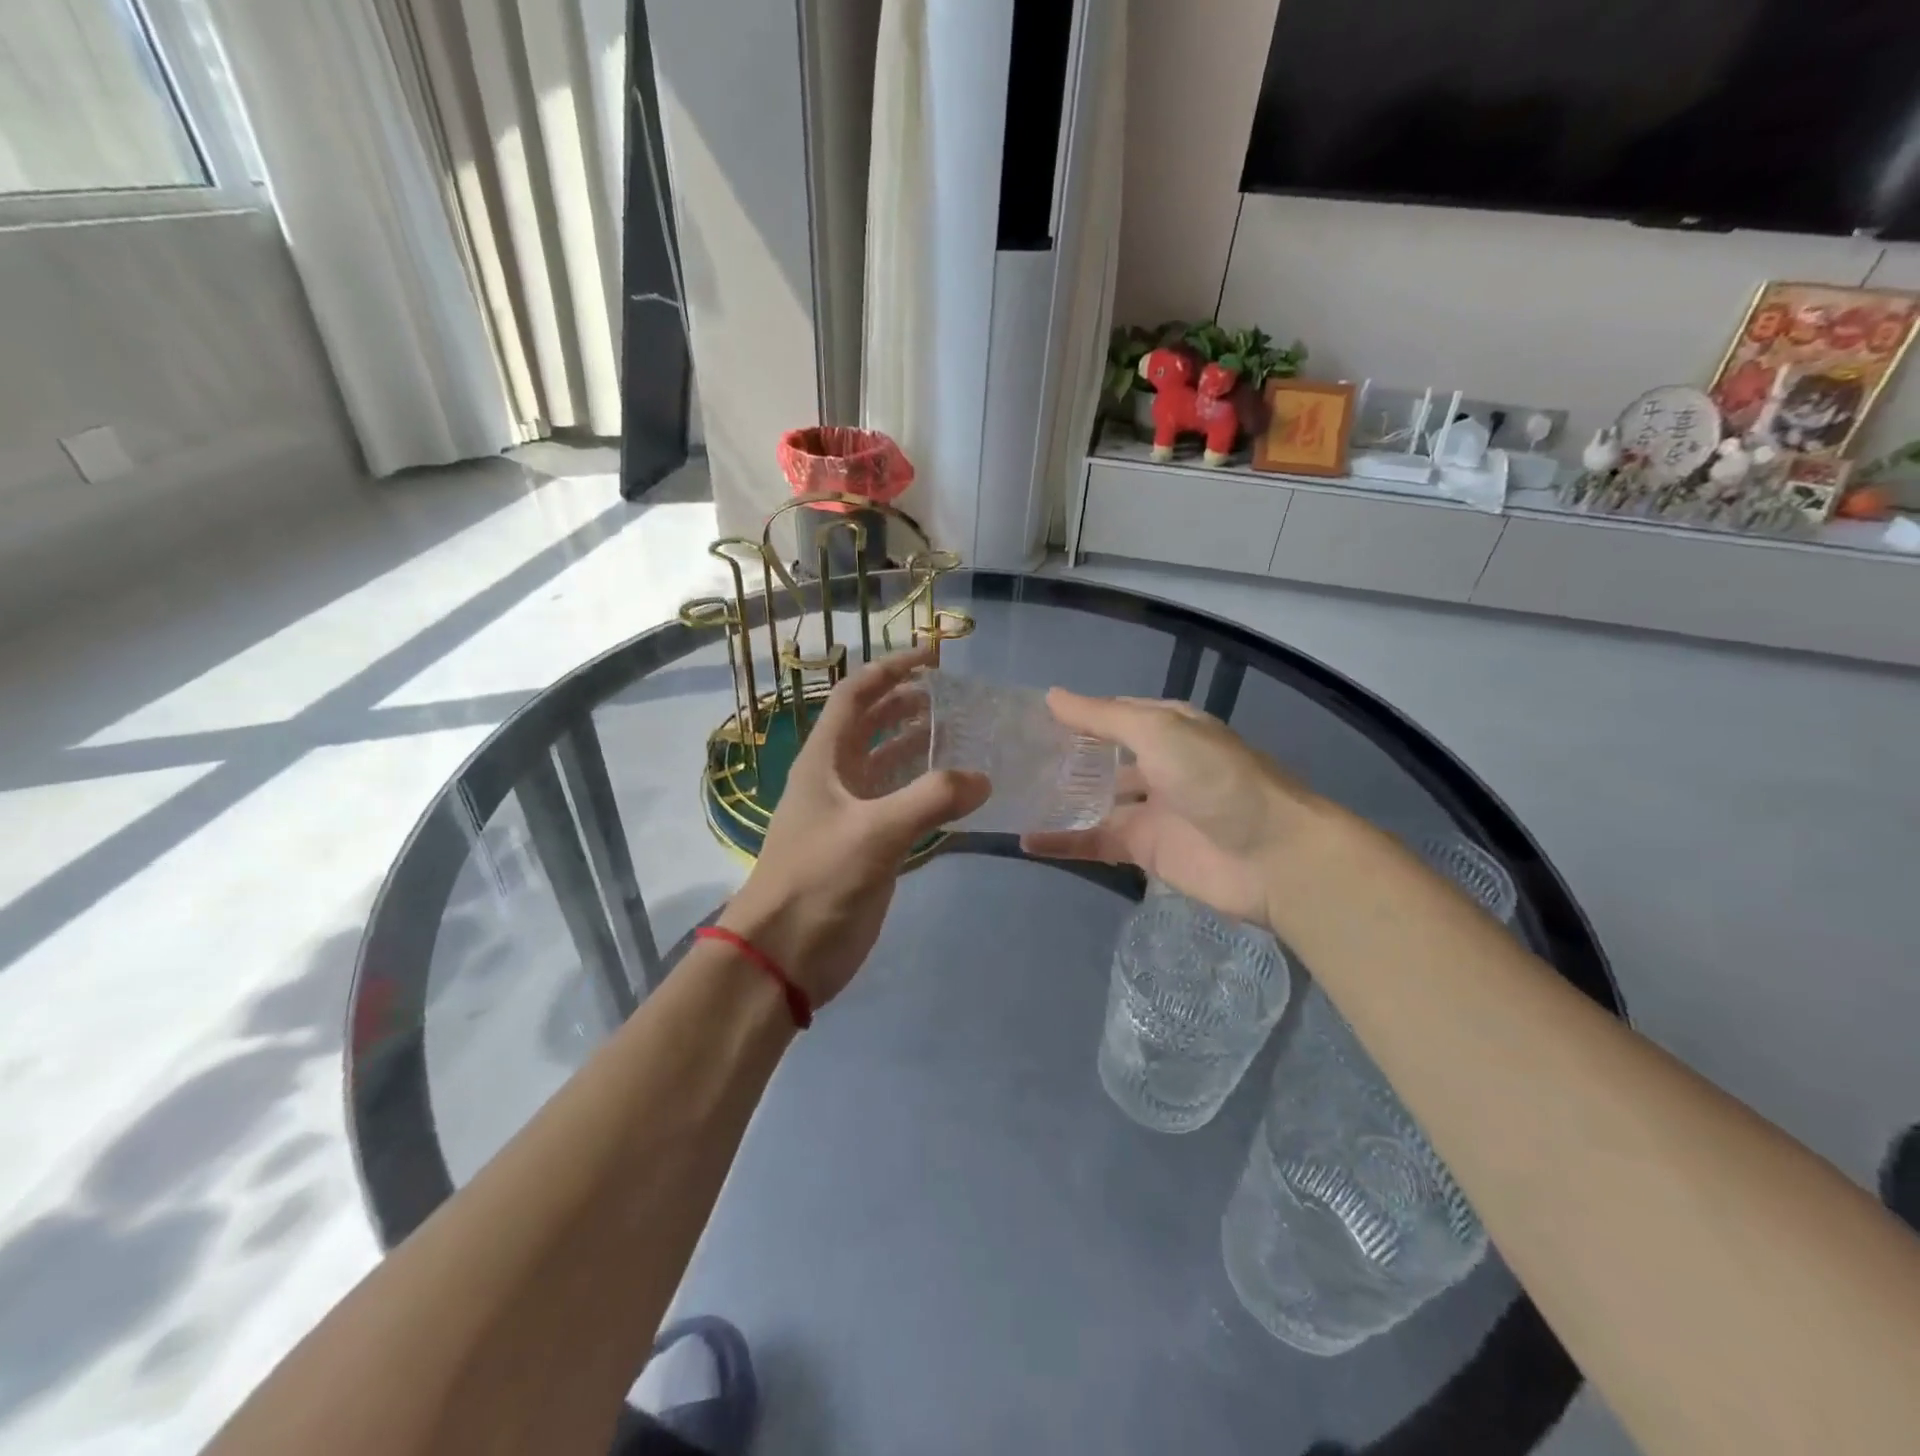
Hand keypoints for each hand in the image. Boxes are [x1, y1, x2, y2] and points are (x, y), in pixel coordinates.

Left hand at [718, 649, 988, 1006]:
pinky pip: (901, 806)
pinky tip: (957, 794)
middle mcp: (836, 779)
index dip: (891, 669)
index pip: (855, 695)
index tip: (933, 656)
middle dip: (907, 704)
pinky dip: (926, 793)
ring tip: (962, 735)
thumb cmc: (818, 881)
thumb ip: (931, 800)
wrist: (784, 954)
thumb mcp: (874, 833)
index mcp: (824, 760)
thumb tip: (983, 779)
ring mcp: (851, 814)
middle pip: (872, 726)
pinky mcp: (867, 848)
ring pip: (888, 766)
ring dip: (919, 747)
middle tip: (954, 697)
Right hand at [1021, 690, 1328, 929]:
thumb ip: (1103, 717)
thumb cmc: (1216, 779)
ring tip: (1008, 796)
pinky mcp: (1144, 851)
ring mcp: (1150, 809)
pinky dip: (1063, 842)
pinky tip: (1026, 841)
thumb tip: (1051, 696)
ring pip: (1093, 801)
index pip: (1111, 714)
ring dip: (1058, 799)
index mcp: (1167, 727)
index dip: (1074, 715)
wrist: (1273, 857)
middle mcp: (1157, 764)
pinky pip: (1095, 842)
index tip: (1025, 717)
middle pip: (1100, 759)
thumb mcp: (1160, 731)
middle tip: (1008, 758)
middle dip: (1062, 758)